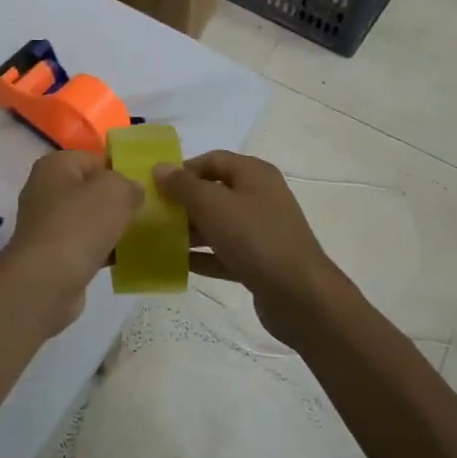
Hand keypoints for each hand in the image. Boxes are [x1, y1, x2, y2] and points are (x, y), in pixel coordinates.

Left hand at [0, 150, 141, 336]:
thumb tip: (133, 189)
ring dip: (112, 227)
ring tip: (142, 236)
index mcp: (55, 165)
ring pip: (90, 218)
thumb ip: (128, 183)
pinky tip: (125, 259)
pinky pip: (85, 243)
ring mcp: (47, 223)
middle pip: (92, 189)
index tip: (147, 188)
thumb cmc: (78, 227)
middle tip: (148, 212)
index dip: (122, 171)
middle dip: (119, 201)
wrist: (45, 283)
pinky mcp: (52, 253)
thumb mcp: (113, 192)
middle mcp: (46, 189)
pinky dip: (103, 249)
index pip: (96, 159)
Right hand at [154, 151, 340, 345]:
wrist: (301, 297)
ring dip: (191, 230)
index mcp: (254, 174)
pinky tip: (179, 263)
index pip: (212, 160)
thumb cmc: (255, 238)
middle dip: (184, 201)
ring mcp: (263, 231)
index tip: (156, 186)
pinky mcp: (261, 262)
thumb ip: (183, 185)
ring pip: (219, 223)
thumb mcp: (212, 205)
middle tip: (155, 214)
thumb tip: (160, 168)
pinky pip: (226, 252)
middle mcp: (260, 197)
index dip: (183, 169)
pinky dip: (205, 255)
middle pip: (214, 191)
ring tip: (160, 239)